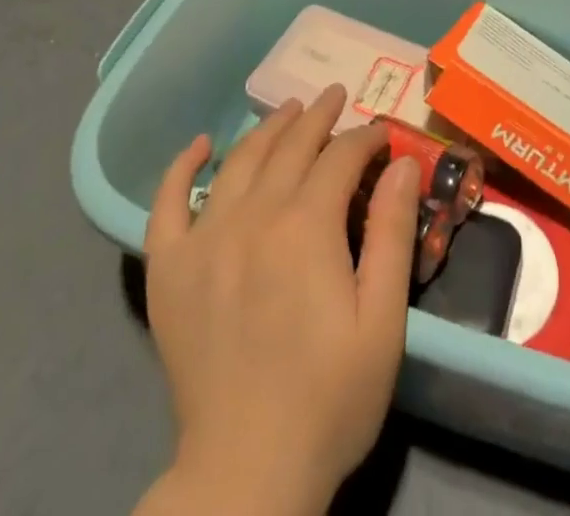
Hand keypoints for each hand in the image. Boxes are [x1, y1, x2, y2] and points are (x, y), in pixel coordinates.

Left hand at [140, 84, 421, 515]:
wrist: (246, 472)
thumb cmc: (330, 398)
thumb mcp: (383, 319)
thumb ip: (394, 232)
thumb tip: (402, 161)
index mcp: (307, 225)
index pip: (340, 156)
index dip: (365, 137)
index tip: (382, 133)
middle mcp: (253, 215)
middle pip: (290, 146)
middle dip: (319, 116)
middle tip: (336, 97)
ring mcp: (205, 238)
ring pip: (240, 160)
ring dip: (268, 128)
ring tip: (289, 110)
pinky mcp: (170, 268)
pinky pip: (167, 201)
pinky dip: (182, 166)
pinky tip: (200, 145)